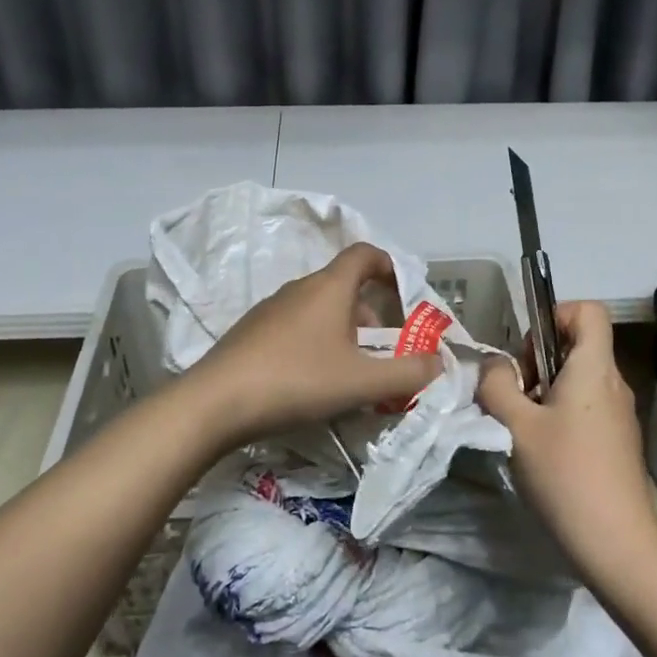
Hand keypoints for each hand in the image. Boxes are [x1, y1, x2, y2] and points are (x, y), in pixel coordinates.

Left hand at [188, 243, 443, 444]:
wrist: (216, 401)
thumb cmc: (297, 380)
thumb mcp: (361, 382)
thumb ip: (408, 373)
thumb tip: (440, 363)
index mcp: (329, 287)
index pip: (364, 254)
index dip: (389, 265)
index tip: (405, 290)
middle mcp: (300, 288)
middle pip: (345, 287)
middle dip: (371, 315)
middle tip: (383, 354)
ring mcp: (271, 308)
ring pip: (320, 309)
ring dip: (344, 332)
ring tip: (350, 374)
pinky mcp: (252, 331)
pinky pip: (296, 325)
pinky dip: (316, 342)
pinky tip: (312, 381)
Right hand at [479, 302, 656, 576]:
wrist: (619, 548)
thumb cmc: (566, 476)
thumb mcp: (516, 426)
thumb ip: (497, 385)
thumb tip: (494, 365)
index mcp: (594, 369)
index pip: (589, 310)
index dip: (556, 315)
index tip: (528, 351)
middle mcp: (613, 384)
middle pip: (578, 345)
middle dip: (538, 358)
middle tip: (514, 393)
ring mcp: (620, 415)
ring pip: (578, 379)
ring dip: (545, 389)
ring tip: (521, 424)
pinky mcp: (618, 442)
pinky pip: (586, 407)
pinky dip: (560, 413)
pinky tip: (542, 450)